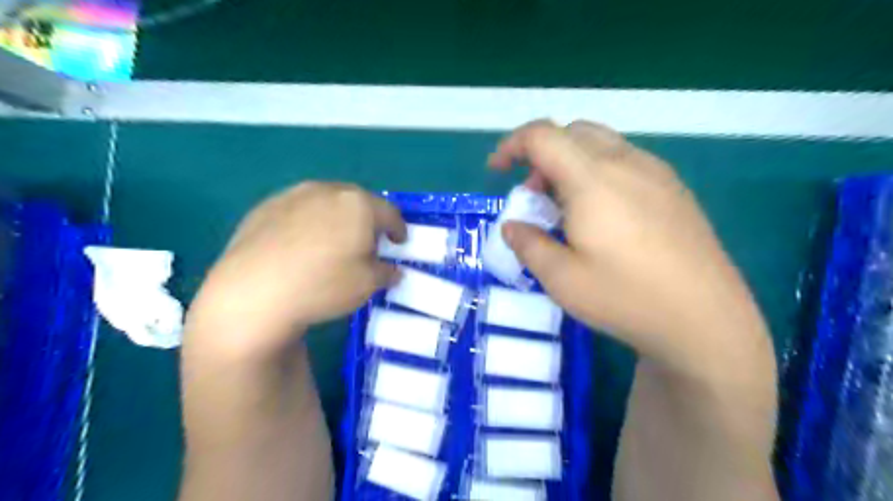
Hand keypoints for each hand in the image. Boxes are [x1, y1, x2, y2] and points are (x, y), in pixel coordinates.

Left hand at [188, 181, 404, 358]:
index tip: (399, 242)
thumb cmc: (322, 285)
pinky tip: (299, 245)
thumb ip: (386, 272)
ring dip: (337, 218)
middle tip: (368, 242)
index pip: (389, 213)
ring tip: (333, 242)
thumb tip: (392, 270)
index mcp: (358, 205)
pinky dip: (308, 222)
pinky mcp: (264, 207)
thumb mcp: (367, 285)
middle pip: (357, 202)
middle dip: (367, 221)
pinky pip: (297, 210)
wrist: (252, 293)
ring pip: (326, 202)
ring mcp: (292, 195)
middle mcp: (327, 191)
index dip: (398, 229)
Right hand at [487, 120, 766, 370]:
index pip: (542, 136)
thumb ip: (528, 245)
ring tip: (566, 208)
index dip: (511, 145)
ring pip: (600, 144)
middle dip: (541, 155)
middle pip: (572, 132)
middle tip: (534, 196)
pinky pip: (625, 161)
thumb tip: (512, 226)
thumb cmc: (625, 297)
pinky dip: (597, 172)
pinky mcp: (674, 188)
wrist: (706, 319)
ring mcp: (656, 173)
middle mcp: (626, 163)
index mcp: (592, 179)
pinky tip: (602, 214)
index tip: (497, 171)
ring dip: (570, 163)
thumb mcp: (561, 279)